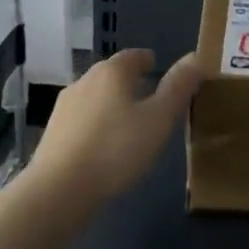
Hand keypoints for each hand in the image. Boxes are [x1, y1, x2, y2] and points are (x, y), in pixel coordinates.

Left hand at [27, 48, 200, 206]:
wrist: (57, 192)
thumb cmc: (115, 150)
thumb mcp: (158, 119)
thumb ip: (178, 88)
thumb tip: (197, 57)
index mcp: (112, 72)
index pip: (133, 56)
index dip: (146, 60)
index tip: (156, 66)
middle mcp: (85, 81)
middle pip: (111, 74)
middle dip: (128, 81)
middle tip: (146, 95)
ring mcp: (64, 108)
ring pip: (94, 97)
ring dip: (109, 103)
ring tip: (126, 122)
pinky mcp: (51, 134)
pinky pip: (80, 120)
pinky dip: (94, 124)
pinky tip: (101, 145)